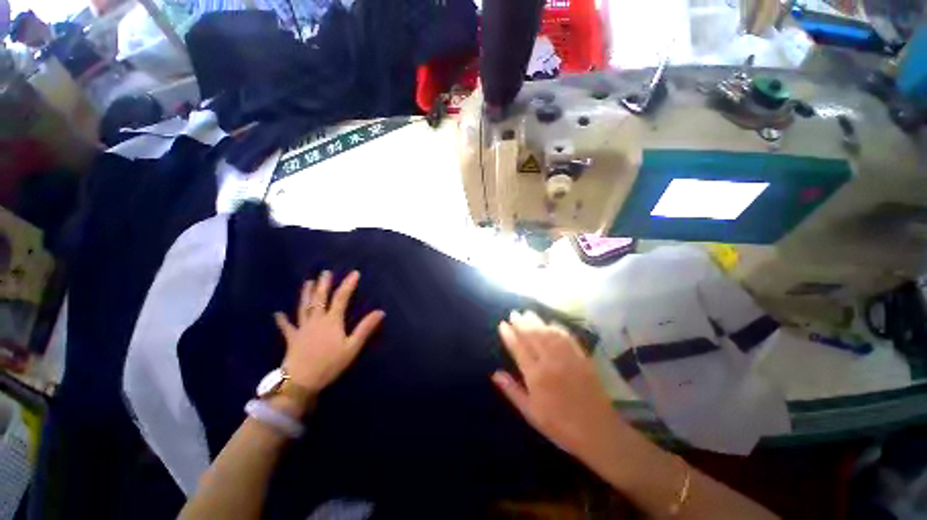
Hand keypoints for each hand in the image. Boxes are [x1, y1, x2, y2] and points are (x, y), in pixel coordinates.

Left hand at [274, 271, 384, 396]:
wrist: (301, 381)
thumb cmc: (329, 364)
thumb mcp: (352, 347)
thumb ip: (365, 328)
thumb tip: (380, 312)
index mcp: (332, 321)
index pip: (341, 298)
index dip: (348, 285)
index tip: (354, 273)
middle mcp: (316, 320)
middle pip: (320, 299)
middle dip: (323, 285)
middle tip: (325, 272)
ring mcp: (302, 328)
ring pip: (304, 307)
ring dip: (306, 294)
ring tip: (307, 282)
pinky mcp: (292, 338)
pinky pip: (287, 327)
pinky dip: (282, 320)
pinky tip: (277, 314)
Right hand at [493, 311, 629, 472]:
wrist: (598, 432)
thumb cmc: (560, 426)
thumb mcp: (531, 413)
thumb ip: (512, 391)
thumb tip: (495, 373)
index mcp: (536, 376)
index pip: (519, 348)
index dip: (510, 335)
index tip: (503, 324)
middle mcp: (550, 362)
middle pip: (533, 336)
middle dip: (521, 323)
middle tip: (514, 313)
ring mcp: (567, 358)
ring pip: (548, 333)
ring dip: (537, 321)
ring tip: (527, 313)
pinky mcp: (581, 357)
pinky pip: (567, 337)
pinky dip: (557, 327)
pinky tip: (551, 323)